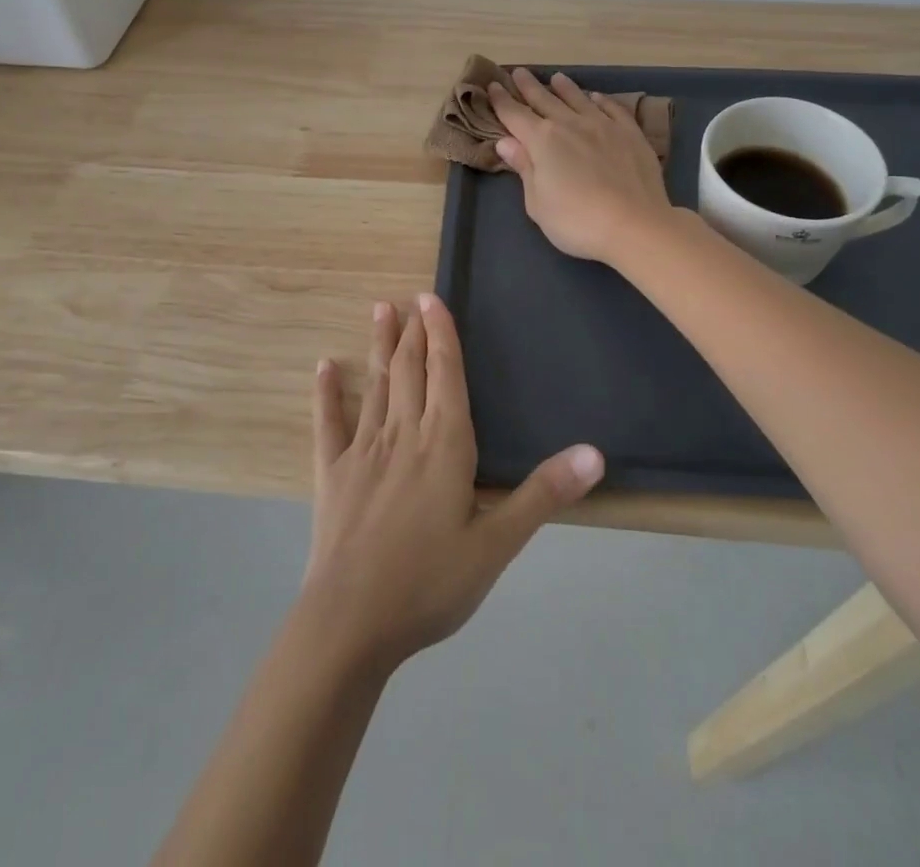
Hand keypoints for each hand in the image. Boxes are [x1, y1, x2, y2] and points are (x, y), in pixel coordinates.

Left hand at [302, 293, 604, 672]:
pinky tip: (324, 367)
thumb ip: (544, 494)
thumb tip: (595, 453)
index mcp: (444, 443)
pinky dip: (327, 393)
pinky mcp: (331, 473)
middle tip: (409, 299)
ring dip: (380, 347)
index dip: (441, 333)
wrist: (351, 621)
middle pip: (410, 370)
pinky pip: (328, 423)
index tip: (432, 299)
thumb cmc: (430, 582)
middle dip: (413, 332)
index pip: (446, 373)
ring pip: (376, 385)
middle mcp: (403, 433)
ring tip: (380, 311)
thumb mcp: (498, 544)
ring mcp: (363, 450)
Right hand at [488, 68, 675, 265]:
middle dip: (529, 86)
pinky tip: (597, 97)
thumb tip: (506, 141)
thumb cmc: (577, 221)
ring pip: (578, 99)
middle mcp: (571, 125)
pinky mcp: (631, 134)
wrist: (635, 225)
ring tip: (556, 78)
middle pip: (545, 100)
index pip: (515, 115)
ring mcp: (603, 126)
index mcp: (543, 140)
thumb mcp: (537, 203)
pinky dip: (602, 100)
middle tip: (519, 72)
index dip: (502, 101)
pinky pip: (613, 109)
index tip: (493, 85)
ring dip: (565, 87)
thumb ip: (524, 168)